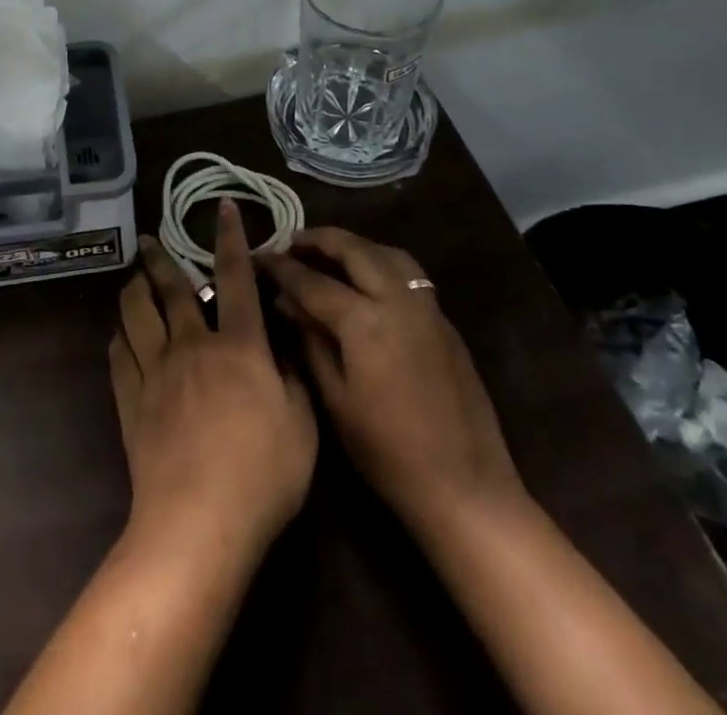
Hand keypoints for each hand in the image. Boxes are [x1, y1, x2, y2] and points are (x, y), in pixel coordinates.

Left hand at [109, 203, 317, 564]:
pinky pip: (119, 356)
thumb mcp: (303, 427)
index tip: (224, 207)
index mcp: (238, 346)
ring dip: (133, 290)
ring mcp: (156, 371)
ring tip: (132, 277)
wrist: (199, 521)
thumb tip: (284, 345)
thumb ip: (294, 379)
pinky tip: (119, 333)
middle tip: (147, 238)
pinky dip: (119, 337)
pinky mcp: (131, 400)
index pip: (237, 278)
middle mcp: (192, 345)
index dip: (232, 239)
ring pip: (137, 314)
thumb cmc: (262, 475)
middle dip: (160, 258)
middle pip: (172, 289)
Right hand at [264, 227, 523, 535]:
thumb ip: (310, 341)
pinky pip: (408, 273)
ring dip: (355, 246)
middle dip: (320, 240)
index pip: (313, 281)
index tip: (261, 256)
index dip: (283, 267)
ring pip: (387, 253)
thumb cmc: (388, 453)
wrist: (465, 487)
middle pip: (354, 250)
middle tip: (293, 242)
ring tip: (330, 253)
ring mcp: (427, 308)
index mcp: (365, 321)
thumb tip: (286, 302)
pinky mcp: (445, 322)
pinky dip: (380, 263)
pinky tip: (367, 281)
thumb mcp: (335, 400)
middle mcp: (398, 300)